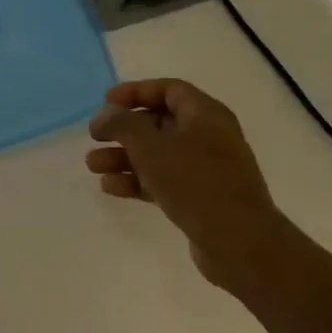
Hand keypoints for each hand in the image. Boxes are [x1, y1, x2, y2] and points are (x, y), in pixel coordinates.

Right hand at [86, 79, 298, 291]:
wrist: (239, 243)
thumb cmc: (194, 182)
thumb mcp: (149, 146)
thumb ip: (122, 123)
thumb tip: (106, 114)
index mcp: (205, 115)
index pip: (168, 89)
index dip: (135, 92)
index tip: (106, 102)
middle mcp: (208, 137)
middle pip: (158, 122)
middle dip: (122, 130)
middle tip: (94, 137)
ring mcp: (206, 169)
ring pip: (156, 154)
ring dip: (123, 157)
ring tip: (92, 166)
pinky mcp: (200, 197)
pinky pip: (162, 179)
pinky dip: (136, 180)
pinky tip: (110, 187)